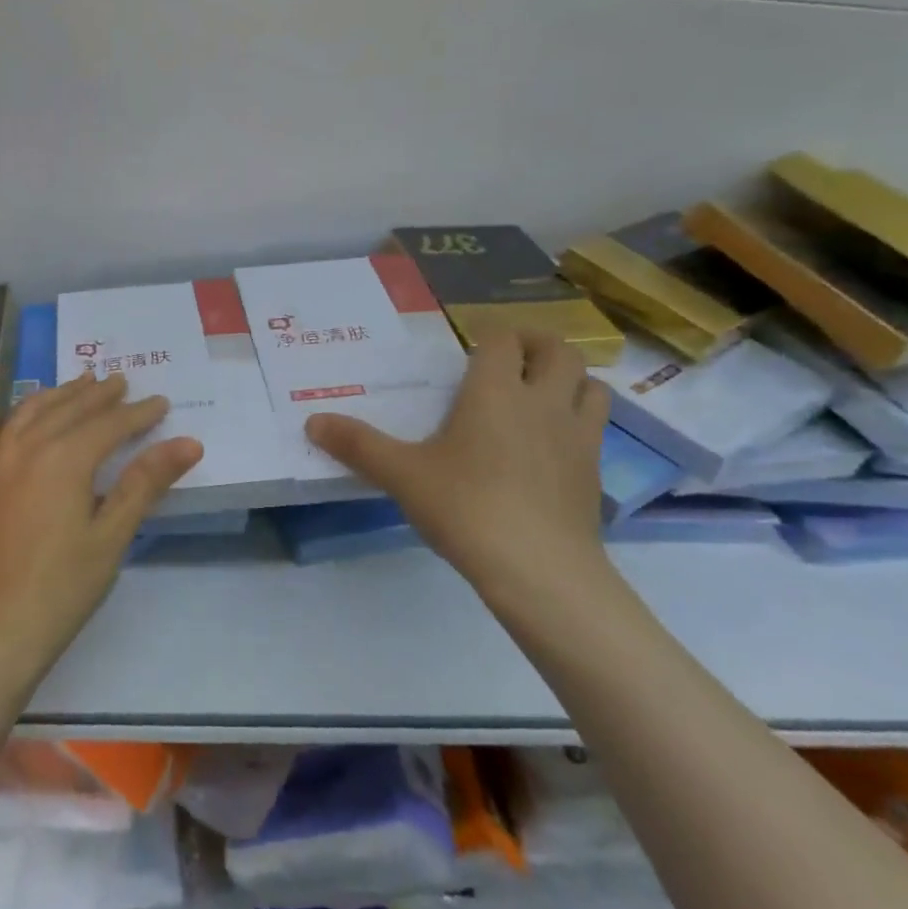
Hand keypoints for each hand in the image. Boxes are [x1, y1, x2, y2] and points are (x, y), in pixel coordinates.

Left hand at [0, 372, 202, 686]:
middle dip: (98, 394)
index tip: (161, 402)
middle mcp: (25, 449)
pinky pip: (12, 429)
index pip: (107, 424)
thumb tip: (188, 442)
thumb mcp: (111, 536)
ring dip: (61, 395)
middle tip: (122, 381)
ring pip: (32, 412)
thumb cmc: (59, 590)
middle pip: (67, 409)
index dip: (137, 413)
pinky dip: (33, 412)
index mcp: (61, 459)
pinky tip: (40, 422)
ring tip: (82, 383)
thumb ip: (145, 483)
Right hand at [305, 330, 610, 609]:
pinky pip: (595, 429)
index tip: (470, 350)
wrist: (541, 571)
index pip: (503, 340)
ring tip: (540, 395)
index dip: (490, 336)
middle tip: (510, 360)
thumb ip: (358, 445)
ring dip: (569, 381)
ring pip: (591, 385)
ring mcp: (577, 437)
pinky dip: (578, 422)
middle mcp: (543, 402)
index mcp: (495, 391)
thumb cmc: (466, 508)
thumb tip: (312, 421)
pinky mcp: (594, 472)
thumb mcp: (402, 475)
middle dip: (538, 346)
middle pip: (559, 352)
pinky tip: (551, 447)